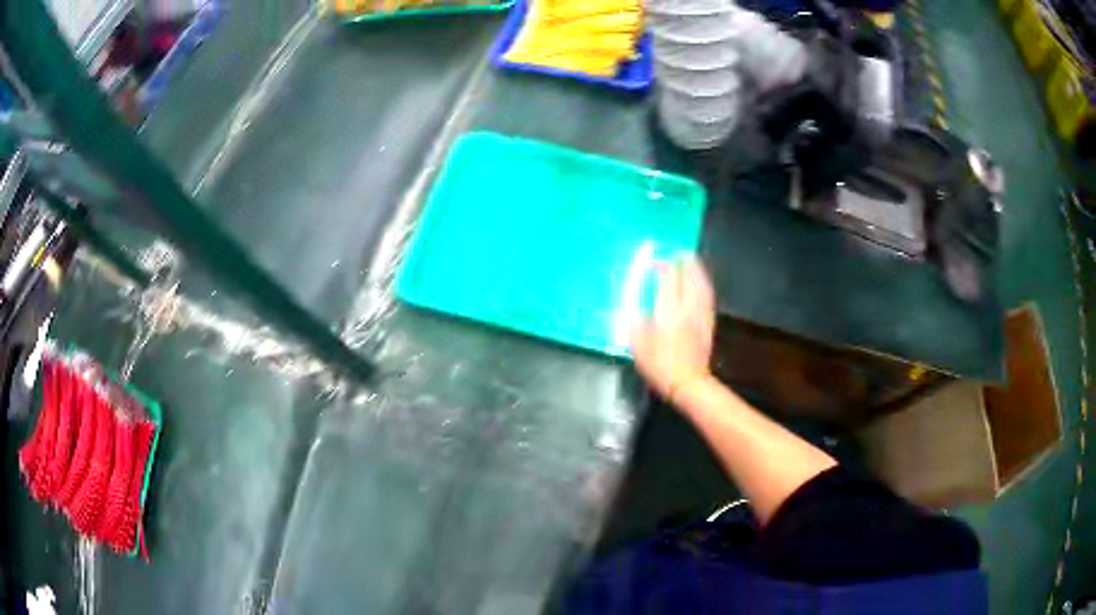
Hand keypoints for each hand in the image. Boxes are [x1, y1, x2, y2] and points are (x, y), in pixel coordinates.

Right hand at [631, 257, 714, 402]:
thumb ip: (636, 326)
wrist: (689, 383)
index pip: (668, 281)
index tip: (655, 263)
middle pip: (689, 279)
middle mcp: (686, 309)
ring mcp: (700, 316)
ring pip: (701, 287)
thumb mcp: (640, 348)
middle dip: (684, 264)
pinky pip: (708, 299)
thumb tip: (634, 312)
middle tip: (680, 253)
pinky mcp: (708, 325)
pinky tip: (703, 286)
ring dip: (697, 272)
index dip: (662, 268)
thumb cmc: (662, 367)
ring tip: (693, 262)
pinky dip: (705, 287)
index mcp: (668, 312)